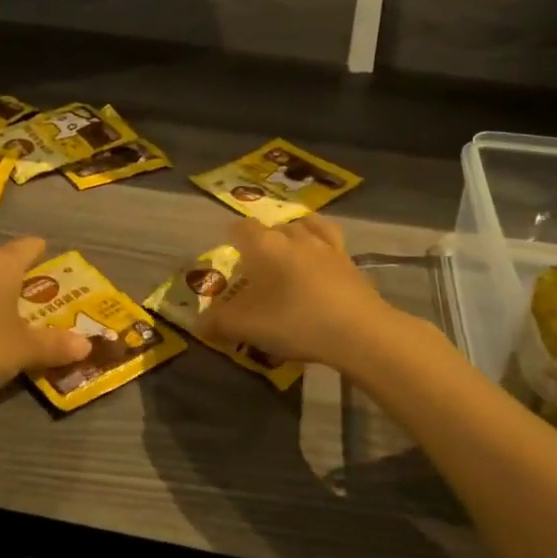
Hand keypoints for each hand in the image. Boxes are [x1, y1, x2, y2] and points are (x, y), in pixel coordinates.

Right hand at [197, 216, 395, 368]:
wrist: (358, 331)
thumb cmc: (293, 321)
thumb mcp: (247, 326)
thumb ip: (219, 322)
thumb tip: (199, 325)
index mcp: (264, 245)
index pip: (241, 228)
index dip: (232, 237)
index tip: (228, 251)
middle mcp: (294, 236)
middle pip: (273, 227)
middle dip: (262, 241)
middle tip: (257, 266)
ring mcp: (326, 246)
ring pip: (305, 227)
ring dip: (294, 235)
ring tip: (290, 252)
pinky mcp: (350, 261)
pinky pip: (331, 242)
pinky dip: (322, 246)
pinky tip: (321, 260)